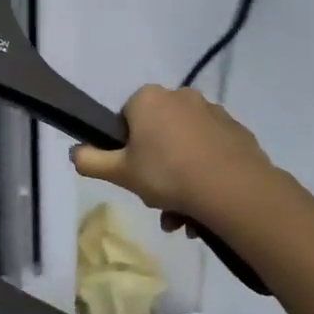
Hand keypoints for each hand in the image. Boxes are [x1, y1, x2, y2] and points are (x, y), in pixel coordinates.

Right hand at [72, 84, 273, 220]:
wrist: (234, 190)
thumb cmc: (168, 174)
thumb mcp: (120, 173)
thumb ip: (90, 160)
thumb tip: (75, 152)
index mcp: (148, 98)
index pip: (126, 119)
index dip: (126, 148)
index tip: (132, 173)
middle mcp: (181, 96)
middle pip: (157, 134)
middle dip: (155, 169)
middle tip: (157, 201)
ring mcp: (213, 112)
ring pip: (185, 146)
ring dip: (180, 178)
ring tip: (183, 216)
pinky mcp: (237, 131)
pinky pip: (211, 152)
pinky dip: (205, 173)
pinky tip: (205, 204)